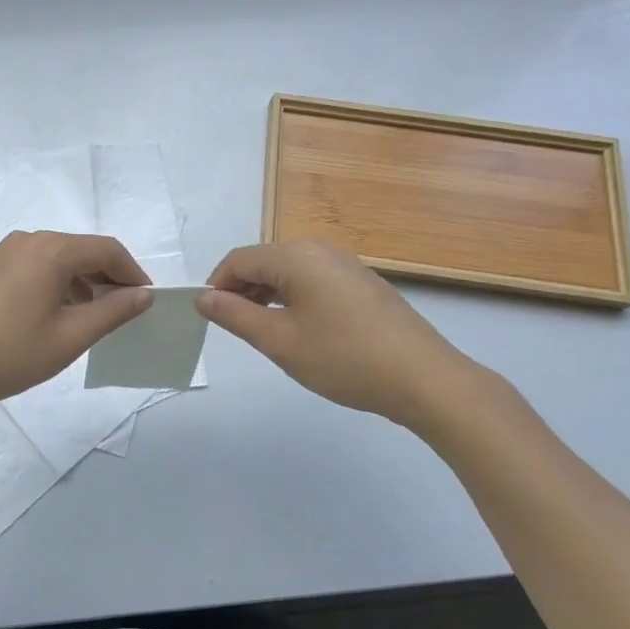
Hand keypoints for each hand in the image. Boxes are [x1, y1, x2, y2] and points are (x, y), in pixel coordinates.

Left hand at [0, 231, 152, 413]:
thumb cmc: (9, 354)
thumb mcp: (70, 337)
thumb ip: (112, 311)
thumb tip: (143, 294)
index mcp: (50, 250)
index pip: (106, 250)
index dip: (132, 273)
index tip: (147, 300)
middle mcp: (28, 241)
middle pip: (81, 250)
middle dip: (108, 277)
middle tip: (125, 311)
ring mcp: (5, 252)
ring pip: (58, 258)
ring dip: (82, 281)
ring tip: (94, 317)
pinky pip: (35, 266)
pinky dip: (56, 283)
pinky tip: (58, 314)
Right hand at [196, 239, 488, 433]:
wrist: (425, 379)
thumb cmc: (344, 359)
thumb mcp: (280, 342)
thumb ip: (235, 316)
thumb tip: (203, 298)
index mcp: (296, 256)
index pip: (239, 260)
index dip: (216, 286)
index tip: (208, 318)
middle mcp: (319, 249)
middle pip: (264, 262)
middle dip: (241, 291)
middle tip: (234, 330)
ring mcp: (345, 264)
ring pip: (289, 272)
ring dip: (266, 296)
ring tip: (264, 333)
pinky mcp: (362, 282)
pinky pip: (313, 280)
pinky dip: (294, 299)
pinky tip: (300, 330)